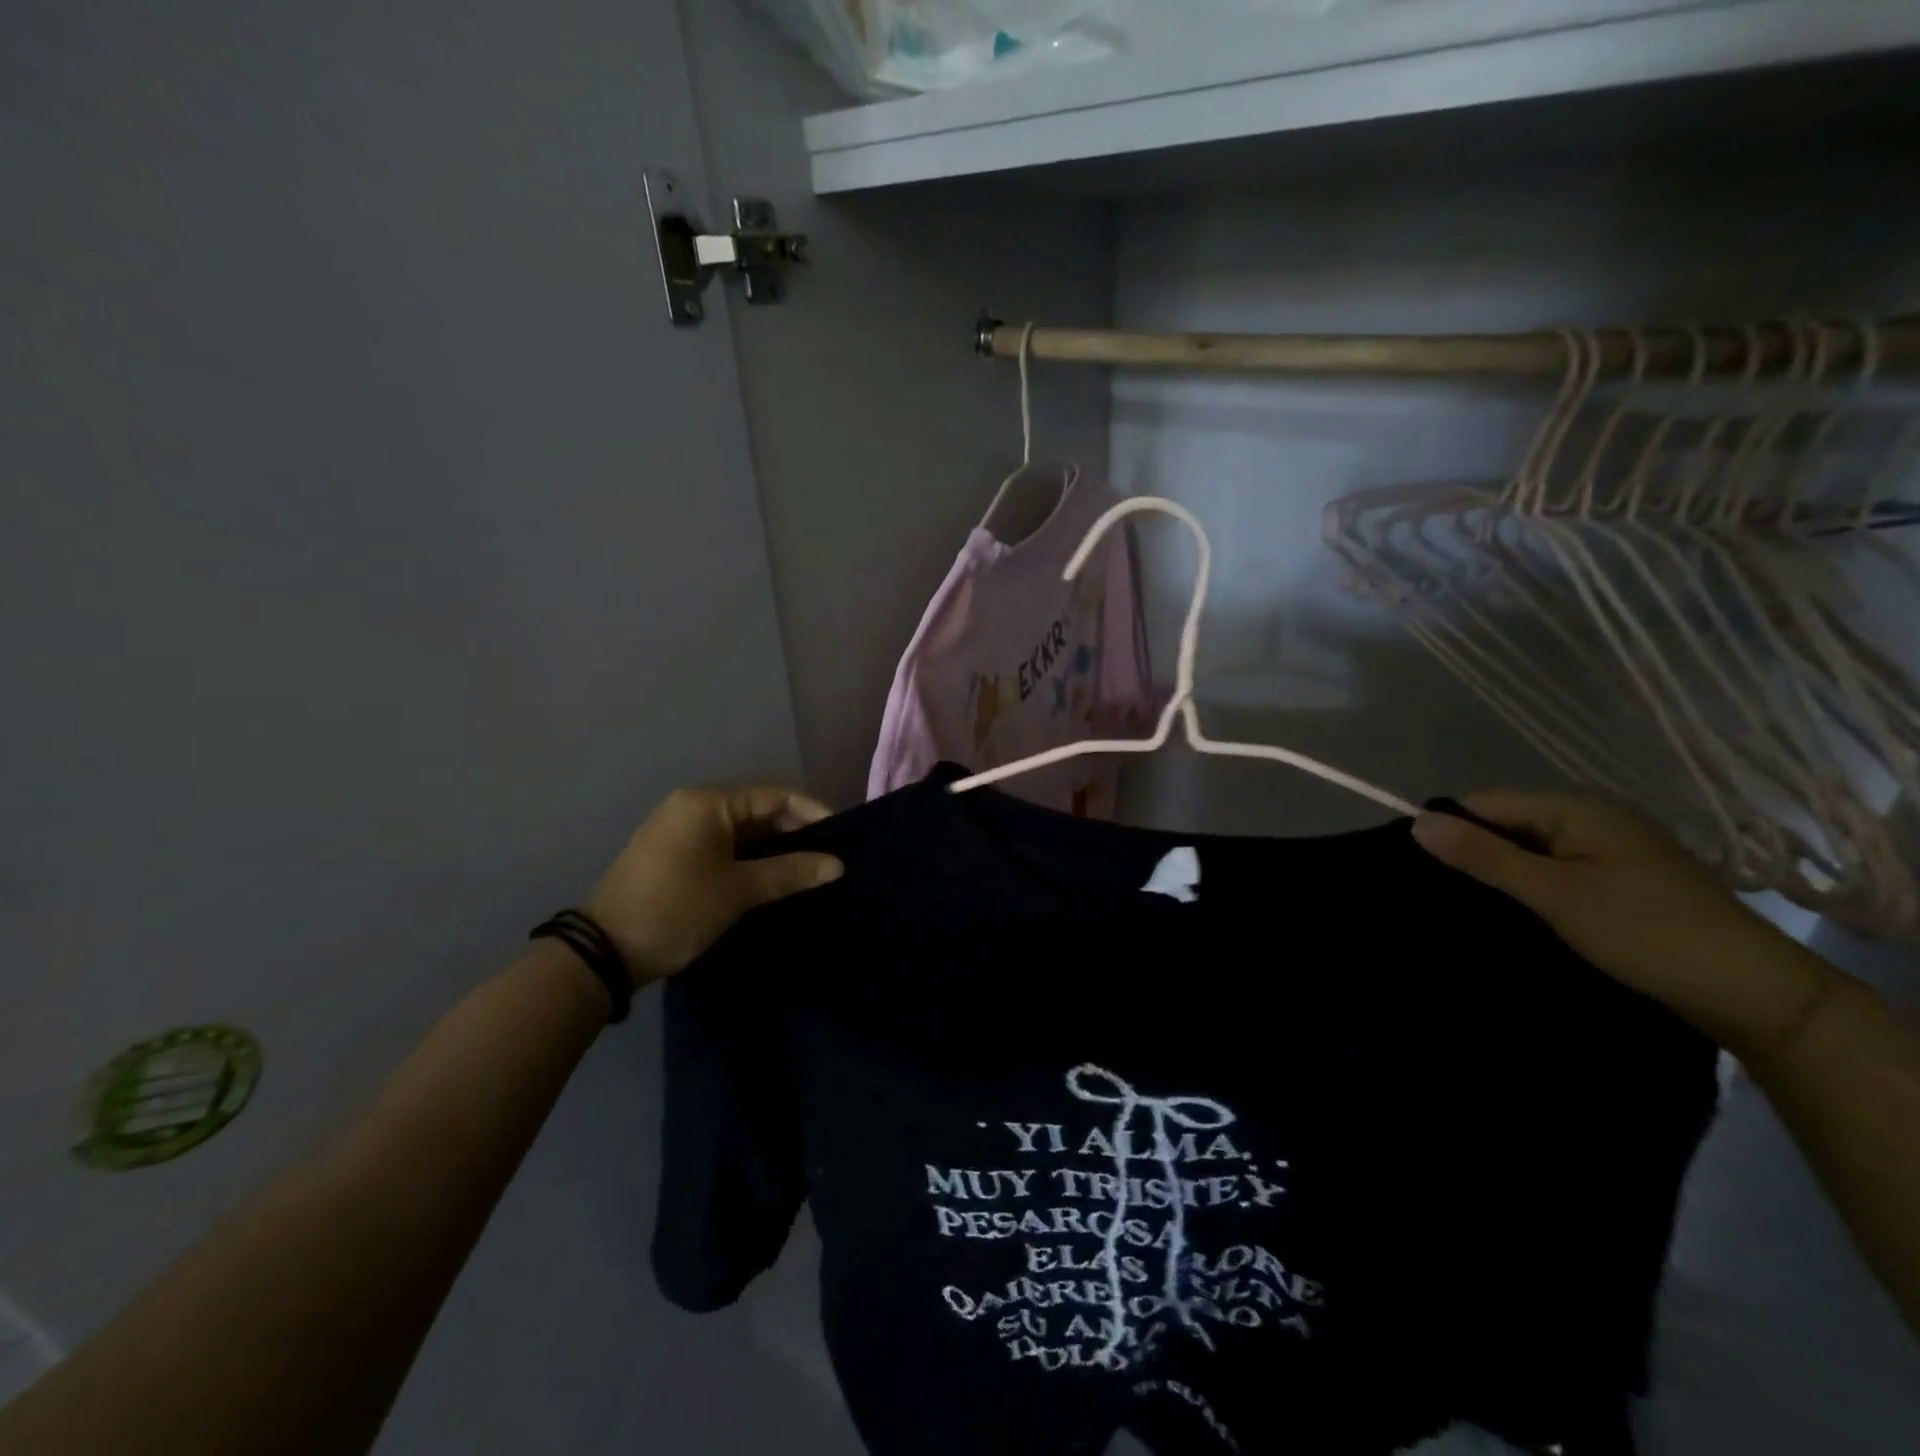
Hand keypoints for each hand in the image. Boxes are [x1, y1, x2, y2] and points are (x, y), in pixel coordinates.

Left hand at [583, 785, 842, 984]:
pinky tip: (772, 878)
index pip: (774, 795)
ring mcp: (681, 830)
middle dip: (794, 833)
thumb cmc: (677, 908)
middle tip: (827, 858)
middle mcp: (693, 806)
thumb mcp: (738, 890)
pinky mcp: (675, 854)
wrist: (604, 951)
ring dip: (773, 848)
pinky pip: (724, 846)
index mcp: (708, 803)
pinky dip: (750, 858)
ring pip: (742, 831)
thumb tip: (838, 865)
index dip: (812, 812)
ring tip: (807, 870)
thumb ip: (791, 872)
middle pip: (758, 810)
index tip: (841, 836)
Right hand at [1411, 791, 1835, 1059]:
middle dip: (1474, 852)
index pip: (1486, 803)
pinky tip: (1518, 911)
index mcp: (1576, 808)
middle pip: (1508, 823)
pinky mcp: (1623, 880)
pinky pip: (1557, 868)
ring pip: (1531, 849)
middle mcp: (1594, 818)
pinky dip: (1532, 885)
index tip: (1419, 867)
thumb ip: (1483, 856)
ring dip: (1502, 872)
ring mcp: (1613, 849)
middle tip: (1441, 892)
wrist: (1755, 992)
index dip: (1450, 828)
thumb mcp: (1552, 892)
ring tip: (1471, 904)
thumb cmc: (1644, 931)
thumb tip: (1417, 822)